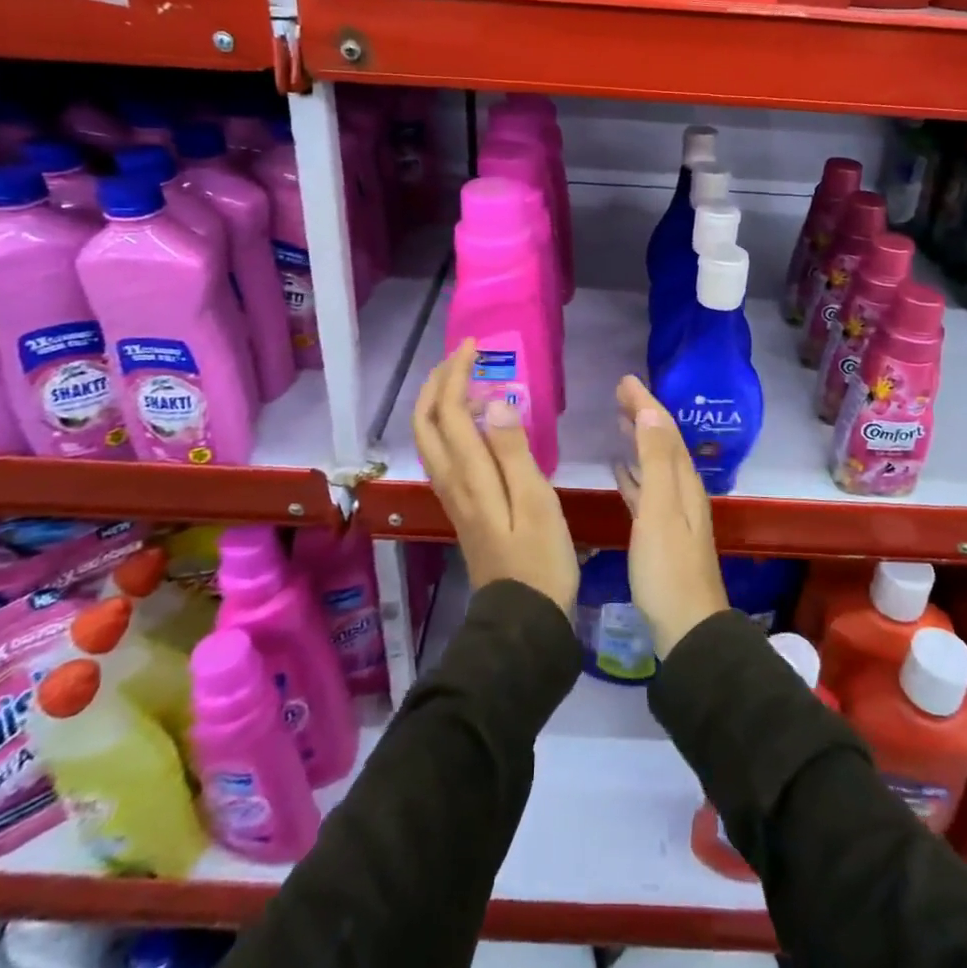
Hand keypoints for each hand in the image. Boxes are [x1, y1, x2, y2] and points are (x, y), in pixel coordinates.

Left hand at [412, 340, 577, 616]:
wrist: (523, 619)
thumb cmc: (540, 559)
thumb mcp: (537, 502)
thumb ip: (513, 451)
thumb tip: (492, 402)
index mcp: (470, 476)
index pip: (447, 412)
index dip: (455, 375)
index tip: (474, 348)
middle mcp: (452, 482)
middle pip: (425, 423)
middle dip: (437, 383)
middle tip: (463, 357)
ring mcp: (453, 496)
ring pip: (430, 439)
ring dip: (439, 402)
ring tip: (466, 380)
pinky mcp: (463, 507)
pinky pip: (444, 454)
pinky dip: (449, 426)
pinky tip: (475, 424)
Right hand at [614, 375, 728, 657]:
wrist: (686, 628)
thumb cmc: (668, 567)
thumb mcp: (660, 509)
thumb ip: (655, 461)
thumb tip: (649, 412)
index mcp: (684, 482)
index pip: (664, 430)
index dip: (646, 403)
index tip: (625, 380)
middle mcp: (682, 491)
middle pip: (662, 443)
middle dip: (643, 415)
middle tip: (619, 393)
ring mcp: (672, 513)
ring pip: (654, 464)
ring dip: (638, 440)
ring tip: (620, 420)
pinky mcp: (660, 533)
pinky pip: (646, 490)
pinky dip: (633, 473)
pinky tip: (619, 470)